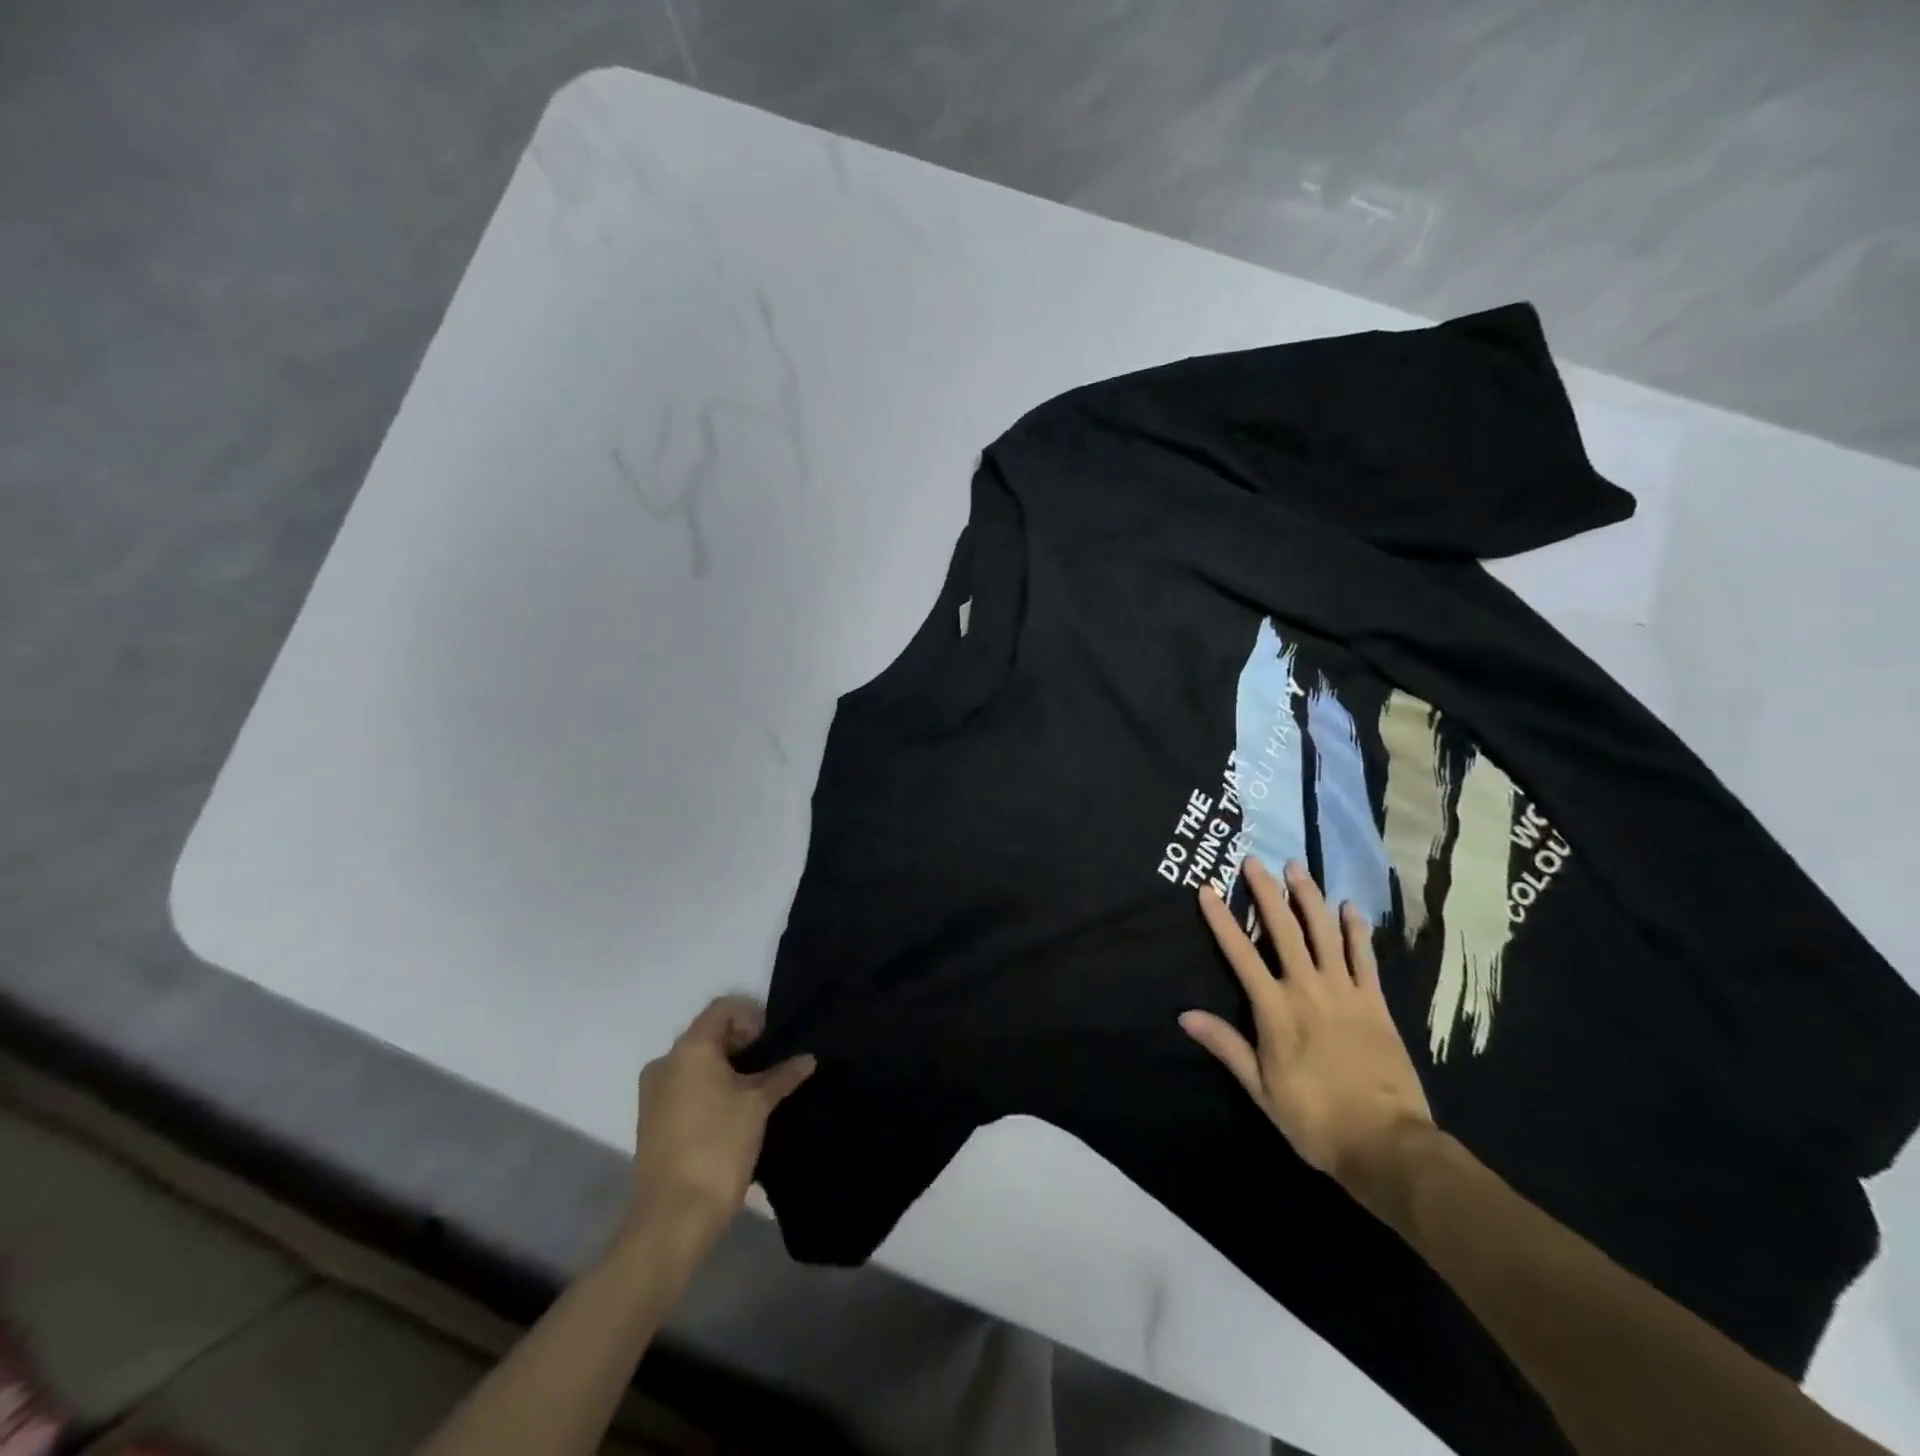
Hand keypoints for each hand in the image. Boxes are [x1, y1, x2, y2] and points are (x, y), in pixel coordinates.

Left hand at [623, 996, 814, 1249]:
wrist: (673, 1217)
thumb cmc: (718, 1146)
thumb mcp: (758, 1105)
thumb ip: (783, 1075)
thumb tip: (808, 1058)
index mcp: (689, 1049)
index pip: (723, 1009)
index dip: (752, 1017)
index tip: (772, 1043)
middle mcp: (666, 1062)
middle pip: (709, 1034)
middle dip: (742, 1044)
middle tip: (770, 1067)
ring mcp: (654, 1093)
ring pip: (696, 1063)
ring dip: (726, 1068)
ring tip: (755, 1093)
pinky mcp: (652, 1120)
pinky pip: (685, 1087)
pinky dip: (709, 1089)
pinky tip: (732, 1114)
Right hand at [1181, 859, 1433, 1189]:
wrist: (1386, 1143)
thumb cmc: (1314, 1119)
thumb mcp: (1260, 1088)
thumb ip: (1226, 1045)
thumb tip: (1185, 1014)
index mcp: (1275, 1011)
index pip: (1240, 955)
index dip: (1222, 920)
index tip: (1207, 889)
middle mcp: (1308, 990)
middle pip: (1284, 931)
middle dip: (1266, 894)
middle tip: (1254, 862)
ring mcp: (1345, 993)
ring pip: (1324, 934)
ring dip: (1309, 899)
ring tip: (1297, 869)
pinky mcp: (1376, 1004)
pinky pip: (1365, 958)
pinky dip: (1356, 931)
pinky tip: (1349, 907)